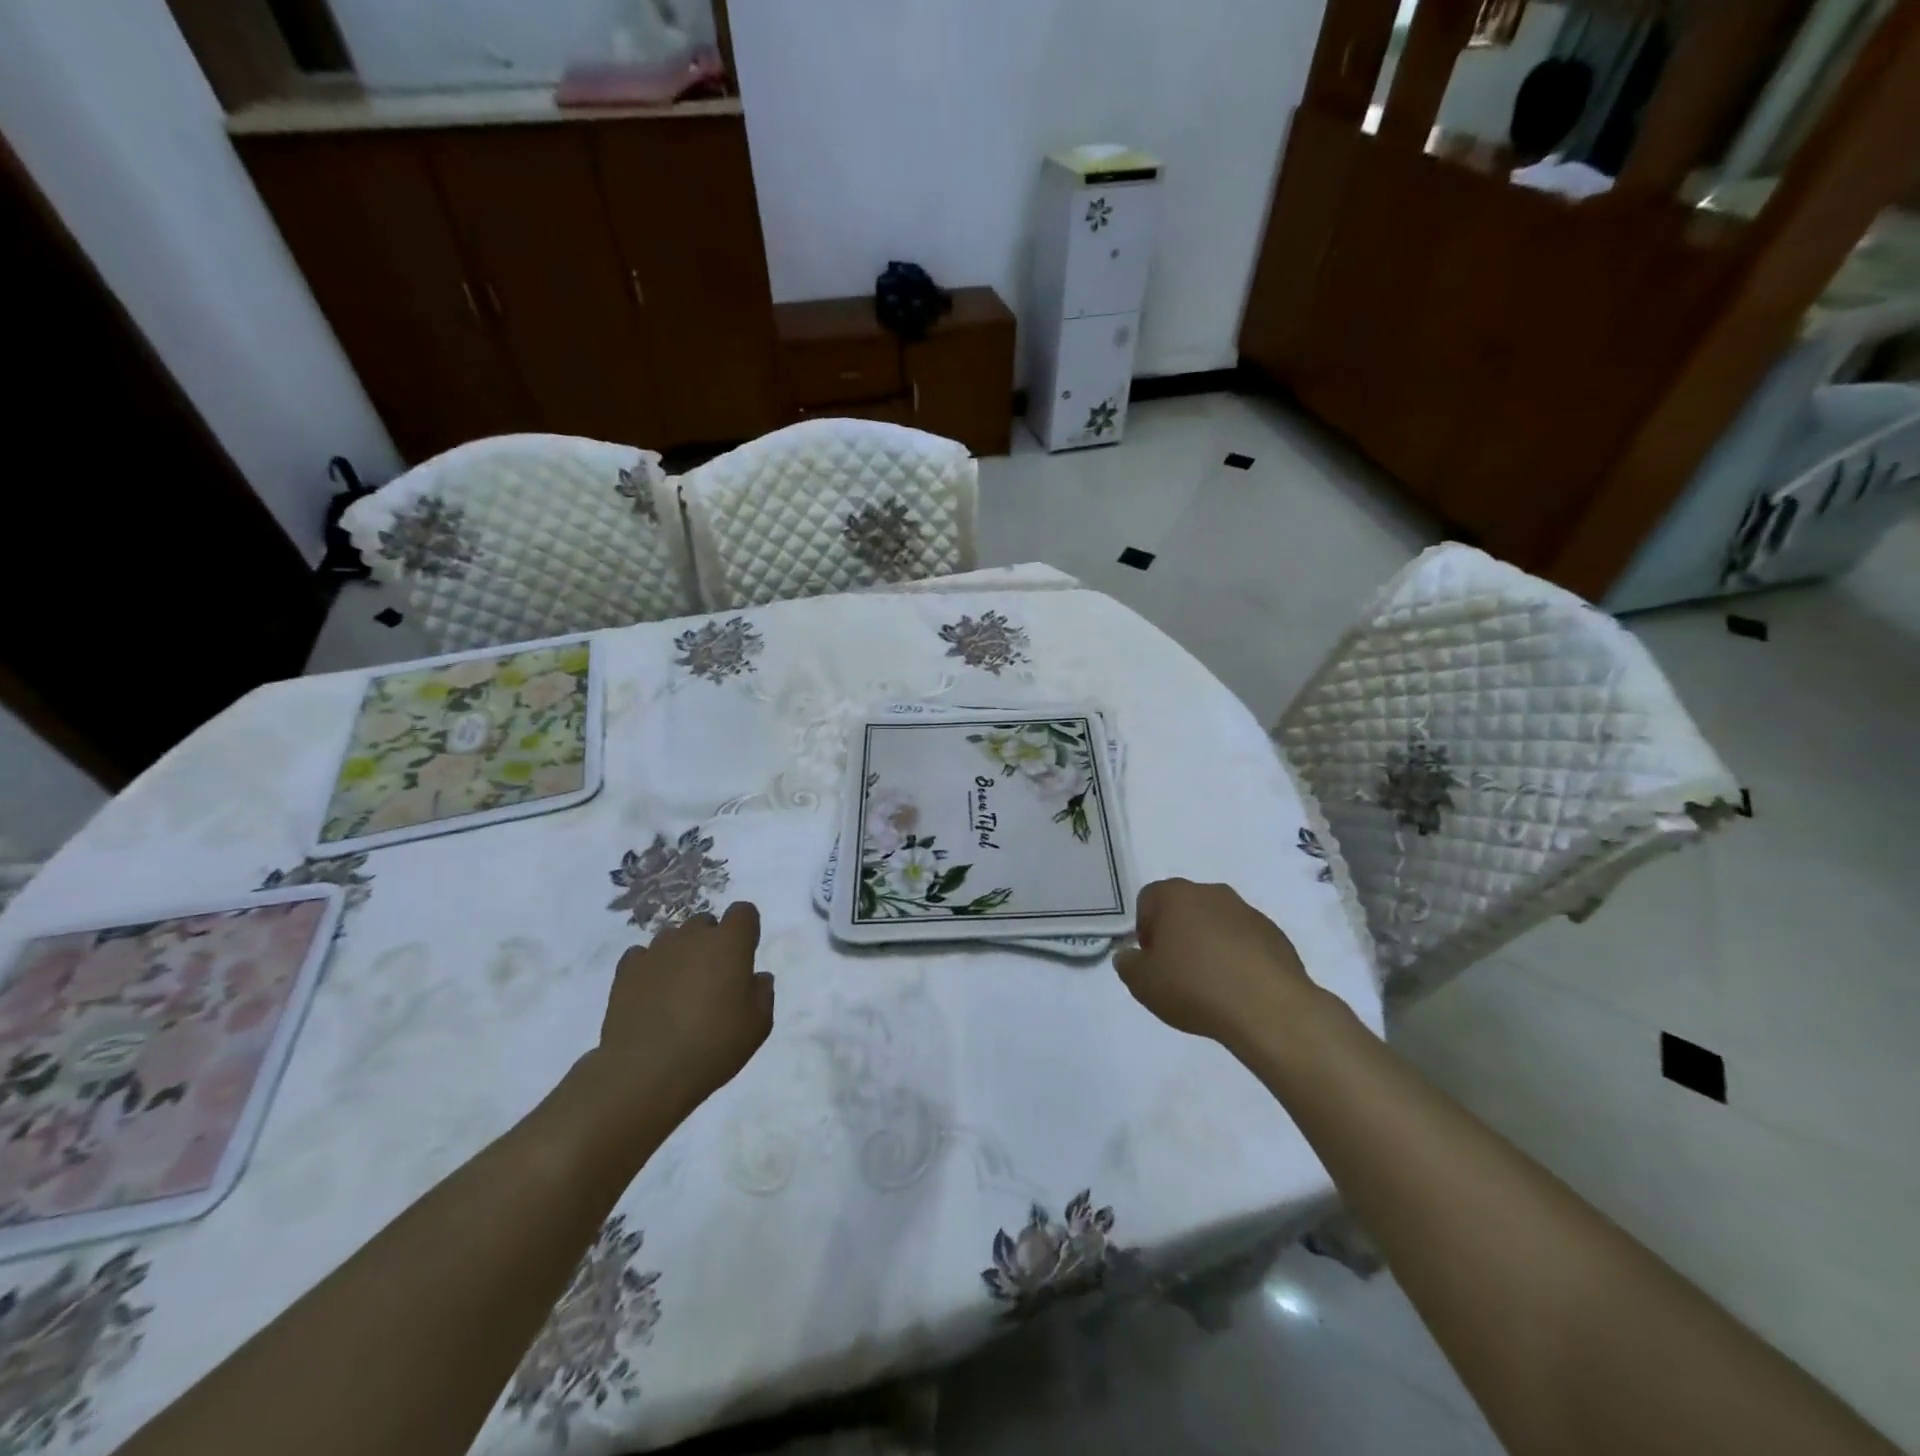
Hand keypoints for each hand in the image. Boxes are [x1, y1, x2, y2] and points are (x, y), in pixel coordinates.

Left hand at [582, 902, 773, 1133]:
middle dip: (711, 942)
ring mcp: (656, 950)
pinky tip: (652, 996)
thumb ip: (763, 993)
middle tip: (712, 979)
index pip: (743, 912)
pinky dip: (651, 969)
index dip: (746, 930)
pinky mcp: (626, 970)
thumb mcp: (758, 1025)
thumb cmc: (713, 1046)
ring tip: (679, 991)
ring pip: (673, 938)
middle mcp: (692, 937)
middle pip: (705, 922)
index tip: (744, 956)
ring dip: (681, 954)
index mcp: (729, 943)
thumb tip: (756, 978)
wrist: (645, 1072)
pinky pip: (643, 956)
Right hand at [1113, 879, 1316, 1051]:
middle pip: (1184, 908)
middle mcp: (1212, 893)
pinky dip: (1238, 958)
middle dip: (1177, 934)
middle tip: (1176, 971)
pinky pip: (1246, 941)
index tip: (1150, 959)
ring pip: (1217, 923)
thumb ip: (1128, 965)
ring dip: (1209, 945)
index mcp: (1176, 895)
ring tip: (1210, 984)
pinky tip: (1238, 988)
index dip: (1144, 929)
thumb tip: (1130, 956)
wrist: (1267, 1008)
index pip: (1148, 899)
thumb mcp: (1142, 983)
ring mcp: (1248, 912)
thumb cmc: (1194, 986)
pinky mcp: (1276, 935)